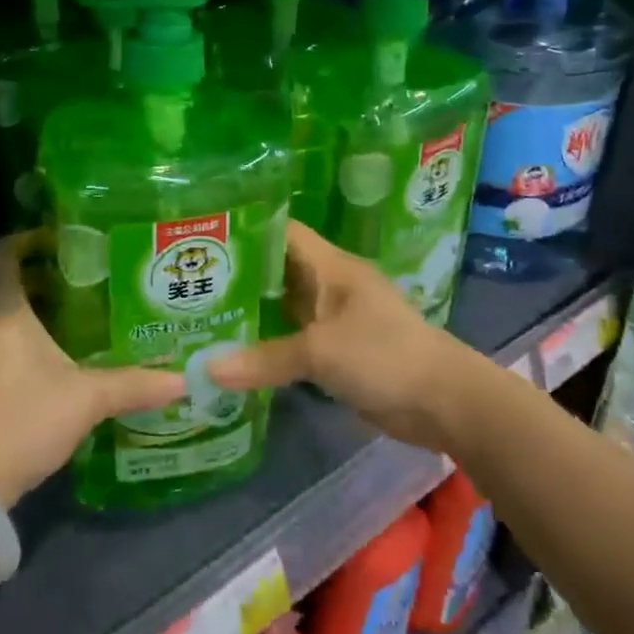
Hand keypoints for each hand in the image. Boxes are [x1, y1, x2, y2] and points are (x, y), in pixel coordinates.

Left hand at [0, 232, 185, 507]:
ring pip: (1, 315)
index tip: (62, 238)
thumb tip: (182, 379)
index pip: (0, 252)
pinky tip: (54, 356)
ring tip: (79, 310)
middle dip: (41, 274)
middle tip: (86, 273)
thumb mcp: (84, 400)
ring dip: (33, 309)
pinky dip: (23, 339)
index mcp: (0, 309)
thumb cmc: (19, 420)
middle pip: (4, 281)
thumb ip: (132, 385)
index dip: (25, 237)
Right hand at [210, 220, 470, 453]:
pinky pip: (294, 340)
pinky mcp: (337, 351)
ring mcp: (334, 319)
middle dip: (239, 275)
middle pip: (277, 270)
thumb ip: (264, 358)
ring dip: (251, 312)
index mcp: (330, 266)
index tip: (205, 239)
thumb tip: (205, 369)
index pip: (282, 232)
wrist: (444, 402)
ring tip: (201, 314)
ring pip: (284, 307)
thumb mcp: (321, 352)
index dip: (246, 231)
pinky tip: (234, 352)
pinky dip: (268, 344)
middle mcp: (329, 285)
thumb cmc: (384, 355)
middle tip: (190, 282)